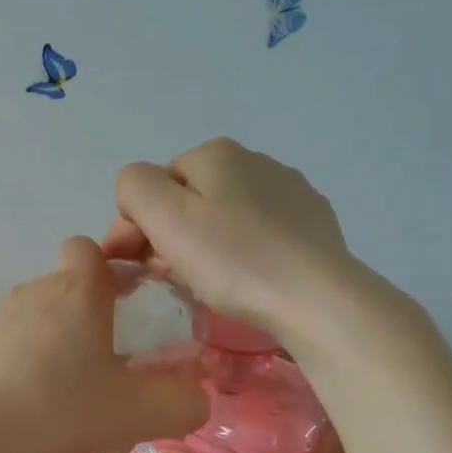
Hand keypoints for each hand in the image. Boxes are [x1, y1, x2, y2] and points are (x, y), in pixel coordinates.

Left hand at [0, 238, 209, 452]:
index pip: (90, 248)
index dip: (112, 267)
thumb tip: (195, 395)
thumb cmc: (60, 412)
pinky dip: (31, 363)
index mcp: (77, 290)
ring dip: (61, 342)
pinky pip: (15, 344)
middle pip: (69, 286)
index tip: (130, 302)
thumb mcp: (139, 413)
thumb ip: (183, 402)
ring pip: (42, 317)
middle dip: (92, 313)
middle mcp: (35, 292)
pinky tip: (38, 407)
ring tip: (76, 393)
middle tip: (114, 361)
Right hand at [102, 138, 354, 333]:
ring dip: (205, 244)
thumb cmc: (233, 259)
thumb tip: (138, 194)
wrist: (316, 298)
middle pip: (189, 198)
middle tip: (168, 277)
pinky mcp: (313, 223)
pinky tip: (247, 279)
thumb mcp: (166, 217)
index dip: (137, 226)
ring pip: (224, 215)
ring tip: (207, 282)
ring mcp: (290, 191)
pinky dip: (242, 252)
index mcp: (215, 154)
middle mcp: (254, 160)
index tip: (135, 266)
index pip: (153, 185)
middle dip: (170, 235)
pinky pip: (259, 233)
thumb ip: (135, 188)